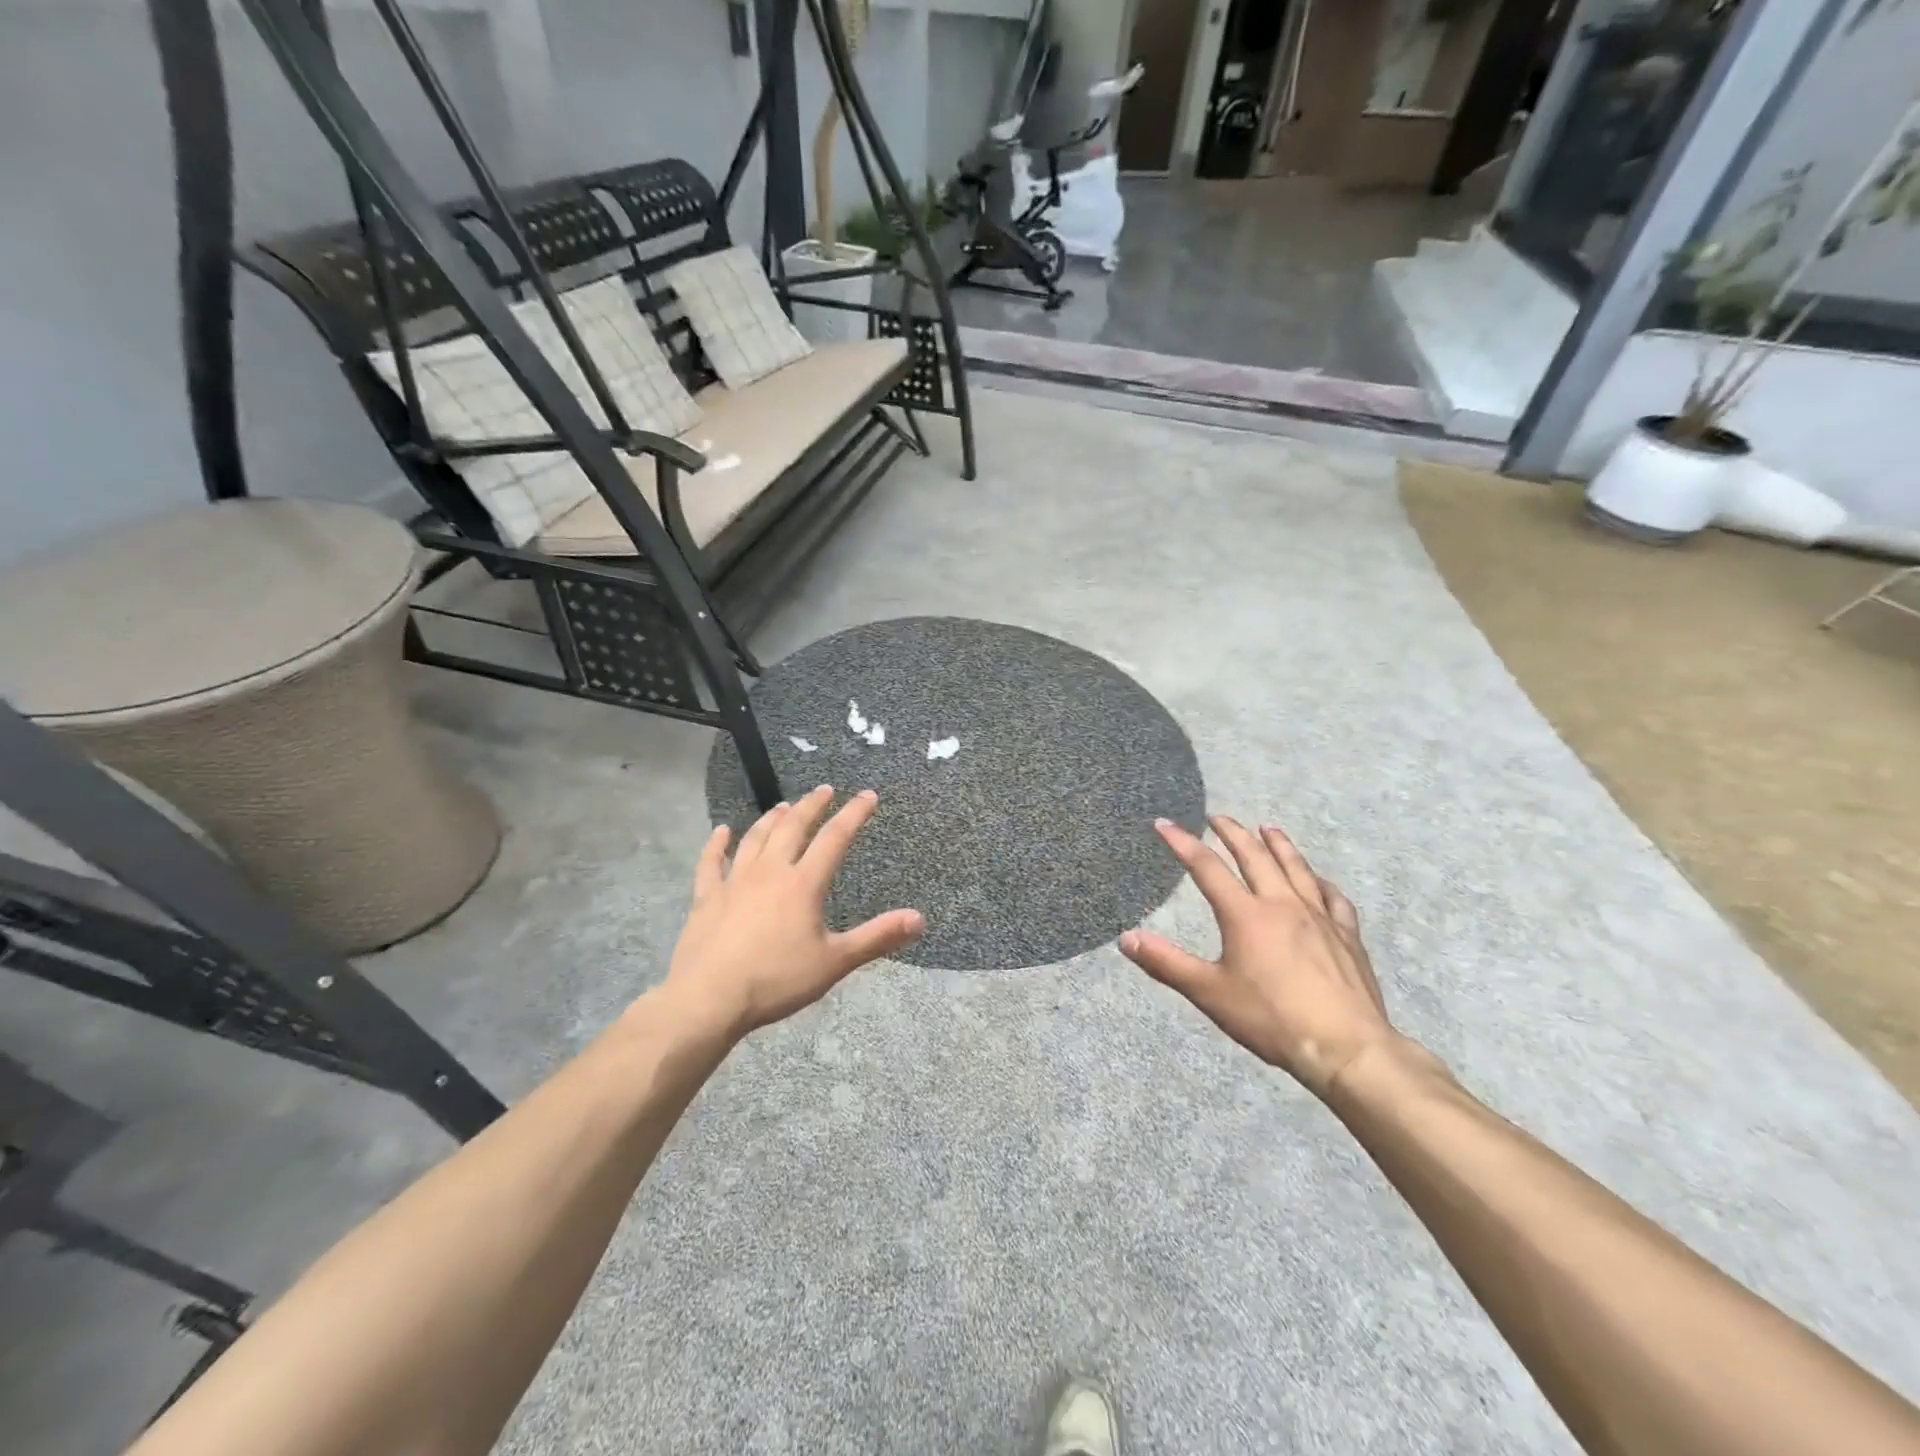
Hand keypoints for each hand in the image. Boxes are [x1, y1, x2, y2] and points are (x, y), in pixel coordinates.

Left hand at [665, 786, 923, 1037]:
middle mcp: (770, 872)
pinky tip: (721, 831)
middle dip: (812, 806)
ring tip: (783, 806)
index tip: (868, 795)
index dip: (854, 814)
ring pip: (755, 838)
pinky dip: (717, 844)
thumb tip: (919, 918)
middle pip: (793, 828)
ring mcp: (734, 881)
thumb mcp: (835, 962)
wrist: (709, 999)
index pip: (835, 839)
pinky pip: (711, 862)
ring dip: (772, 819)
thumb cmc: (777, 980)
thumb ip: (877, 937)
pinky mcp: (706, 897)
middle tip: (824, 790)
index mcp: (804, 884)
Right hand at [1121, 815, 1396, 1098]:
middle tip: (1218, 816)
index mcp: (1245, 915)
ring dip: (1279, 844)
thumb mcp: (1209, 993)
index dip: (1183, 842)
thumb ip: (1166, 963)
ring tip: (1268, 827)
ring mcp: (1319, 917)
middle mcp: (1282, 904)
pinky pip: (1333, 898)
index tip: (1164, 823)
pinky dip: (1321, 882)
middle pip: (1255, 856)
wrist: (1345, 1047)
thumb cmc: (1270, 1018)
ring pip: (1296, 868)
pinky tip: (1318, 881)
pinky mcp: (1346, 936)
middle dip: (1233, 832)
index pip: (1207, 868)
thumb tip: (1126, 938)